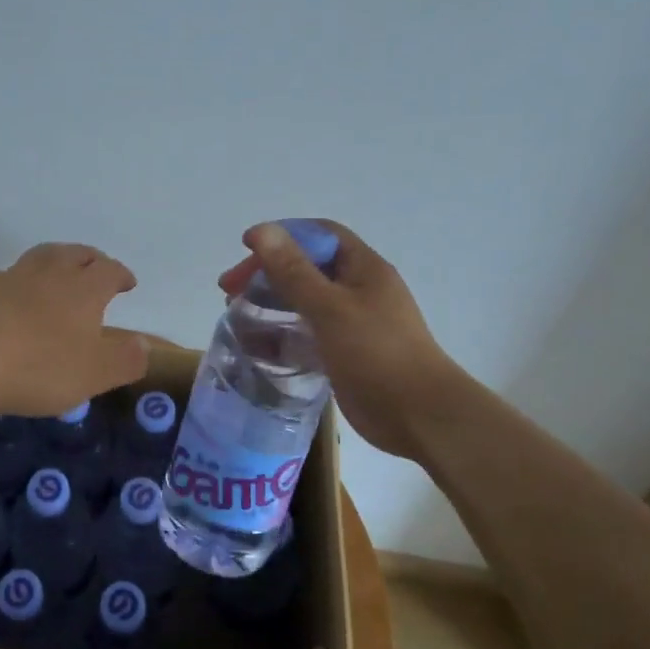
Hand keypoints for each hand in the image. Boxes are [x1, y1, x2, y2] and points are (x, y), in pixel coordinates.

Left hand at [0, 242, 149, 415]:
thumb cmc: (38, 366)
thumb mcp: (94, 374)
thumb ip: (125, 359)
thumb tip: (144, 344)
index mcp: (83, 288)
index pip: (109, 270)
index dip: (121, 275)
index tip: (127, 283)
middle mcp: (50, 272)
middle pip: (75, 253)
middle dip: (90, 260)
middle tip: (96, 269)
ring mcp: (11, 277)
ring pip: (40, 257)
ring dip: (55, 262)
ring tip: (58, 276)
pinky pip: (8, 278)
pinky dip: (19, 283)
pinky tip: (14, 300)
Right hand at [219, 221, 468, 458]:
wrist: (420, 417)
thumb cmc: (377, 354)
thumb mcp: (330, 308)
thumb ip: (293, 271)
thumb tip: (261, 231)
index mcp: (362, 268)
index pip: (318, 234)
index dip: (282, 235)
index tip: (246, 248)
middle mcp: (358, 290)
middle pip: (306, 268)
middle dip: (267, 273)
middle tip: (229, 290)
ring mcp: (352, 323)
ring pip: (304, 303)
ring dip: (270, 304)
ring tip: (236, 315)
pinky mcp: (344, 353)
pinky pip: (307, 335)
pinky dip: (281, 335)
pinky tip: (256, 347)